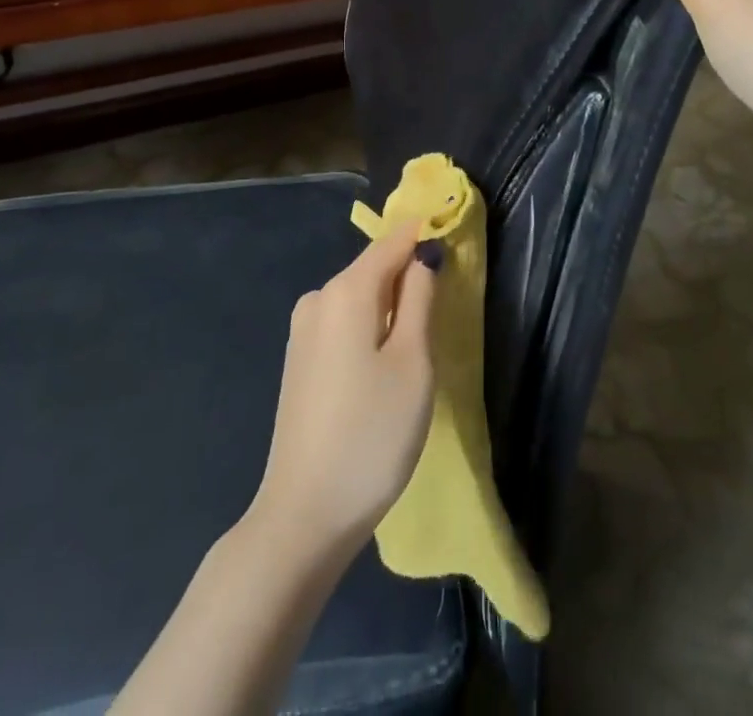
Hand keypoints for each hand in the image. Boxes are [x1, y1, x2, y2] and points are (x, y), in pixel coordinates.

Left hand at [248, 225, 438, 560]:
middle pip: (373, 269)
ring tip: (417, 343)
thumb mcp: (413, 363)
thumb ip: (419, 299)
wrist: (305, 515)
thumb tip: (423, 255)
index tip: (452, 238)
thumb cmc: (372, 434)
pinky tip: (383, 365)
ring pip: (359, 298)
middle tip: (443, 305)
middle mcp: (318, 299)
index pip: (392, 242)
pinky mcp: (300, 360)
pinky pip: (343, 323)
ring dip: (390, 307)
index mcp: (346, 291)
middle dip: (408, 276)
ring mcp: (303, 331)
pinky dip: (369, 328)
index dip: (423, 237)